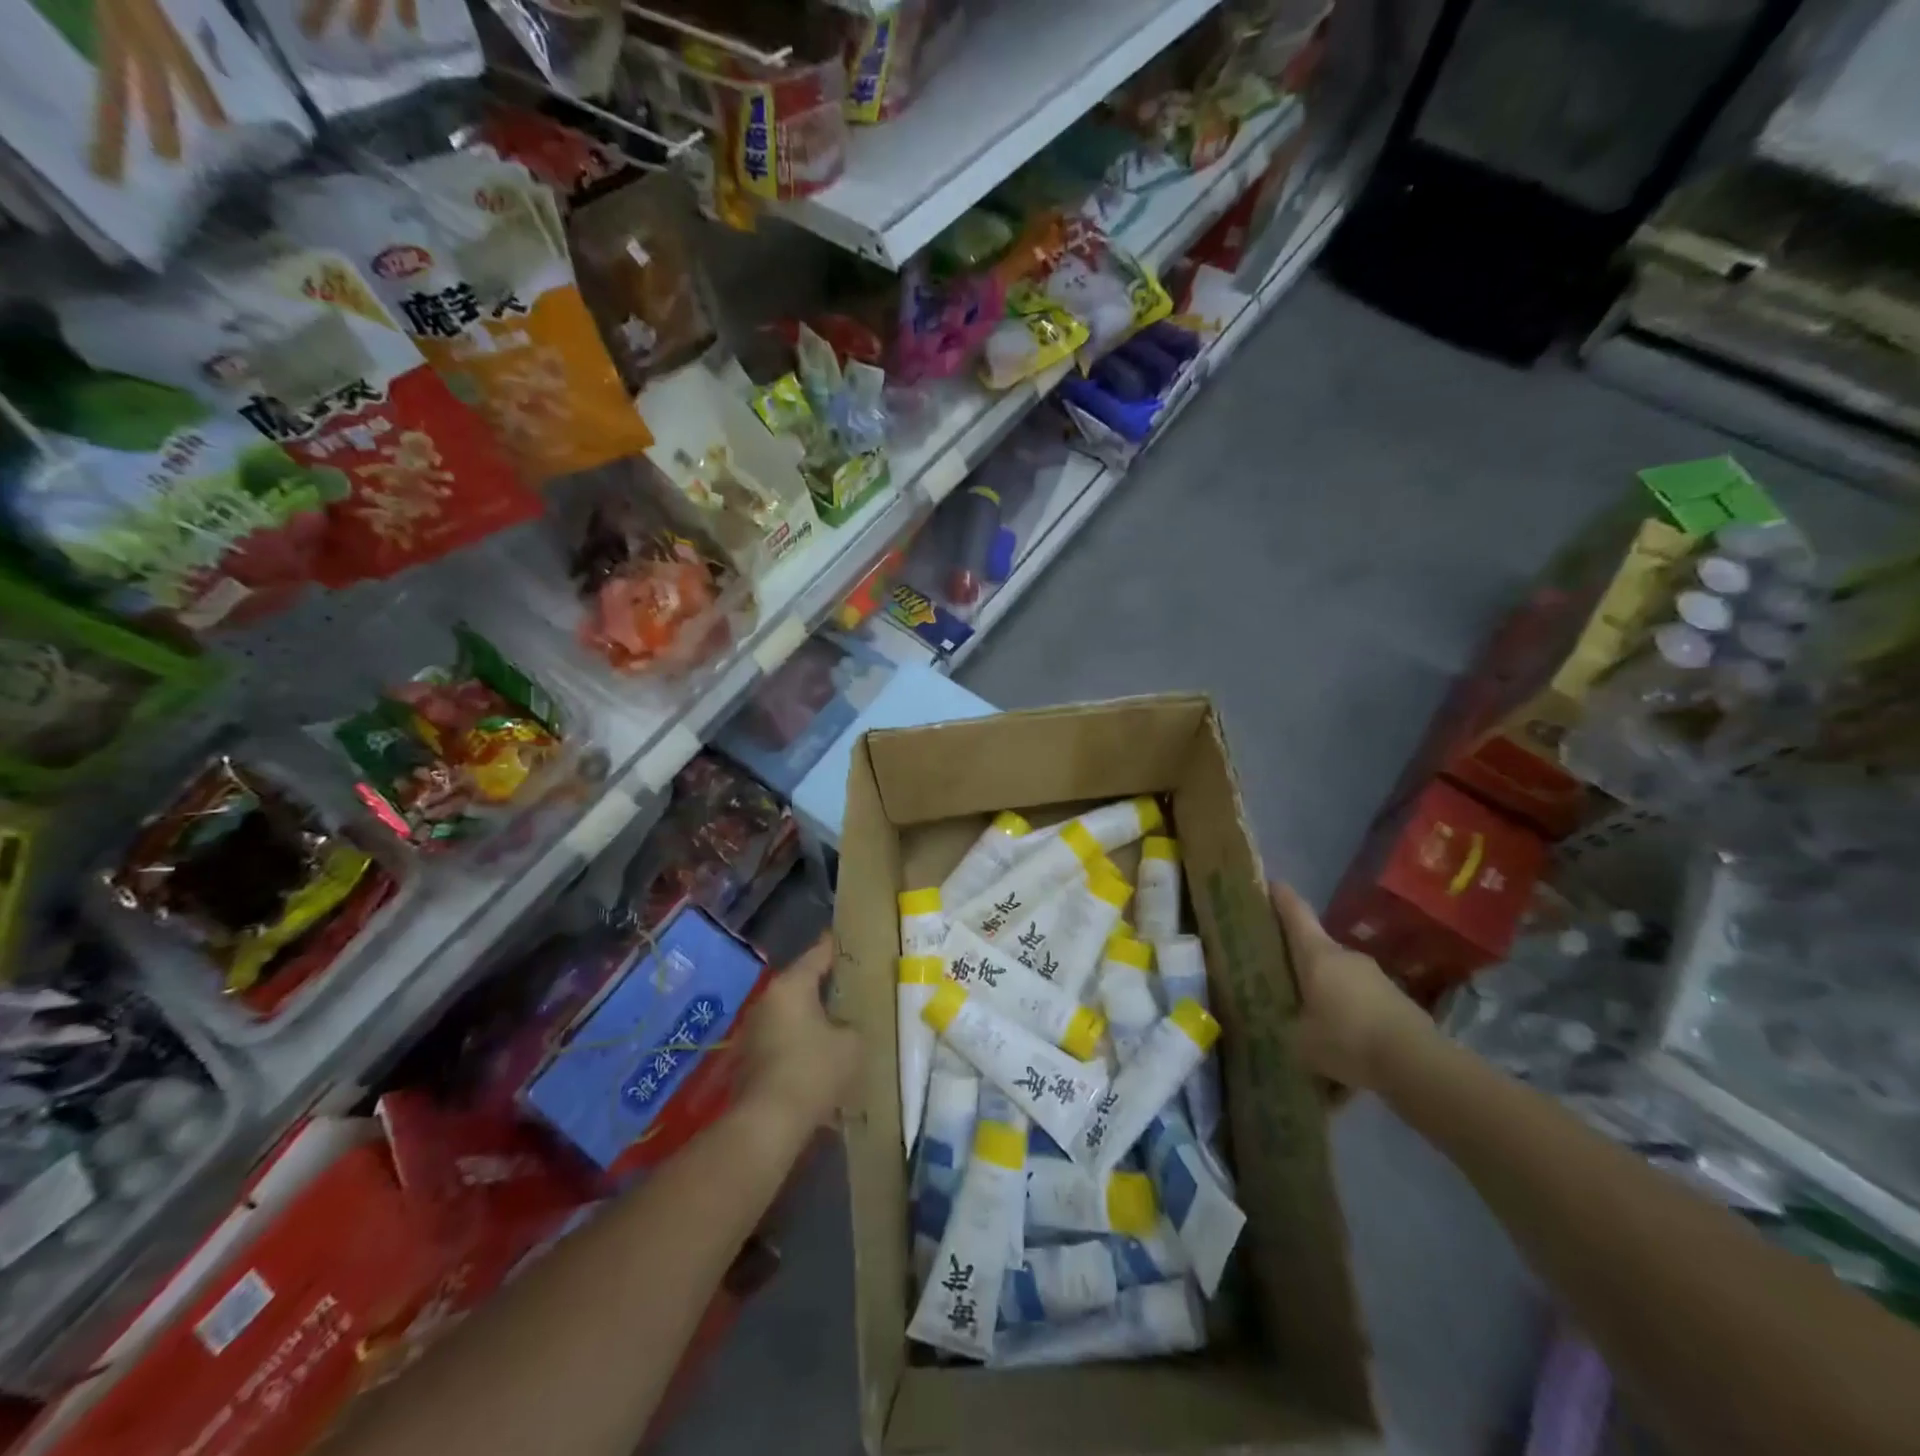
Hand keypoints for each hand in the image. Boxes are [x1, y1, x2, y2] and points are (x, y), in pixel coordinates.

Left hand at [736, 935, 860, 1137]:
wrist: (767, 1124)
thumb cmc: (813, 1071)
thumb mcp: (852, 1044)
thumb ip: (854, 1025)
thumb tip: (848, 1026)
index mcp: (792, 985)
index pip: (819, 953)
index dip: (838, 947)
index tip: (854, 941)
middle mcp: (768, 999)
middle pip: (803, 982)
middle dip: (827, 985)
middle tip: (855, 986)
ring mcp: (754, 1029)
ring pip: (792, 1012)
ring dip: (813, 1016)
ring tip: (841, 1022)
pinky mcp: (750, 1057)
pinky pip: (783, 1037)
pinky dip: (801, 1040)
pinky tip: (821, 1054)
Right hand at [1271, 882, 1435, 1090]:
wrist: (1417, 1064)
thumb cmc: (1346, 1039)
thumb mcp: (1300, 1041)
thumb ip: (1286, 1026)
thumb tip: (1282, 1022)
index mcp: (1317, 954)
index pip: (1295, 913)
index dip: (1281, 897)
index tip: (1271, 884)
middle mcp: (1346, 956)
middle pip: (1317, 948)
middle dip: (1300, 960)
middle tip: (1282, 976)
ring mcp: (1376, 977)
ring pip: (1340, 978)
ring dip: (1327, 992)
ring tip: (1313, 1022)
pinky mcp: (1397, 1001)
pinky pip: (1362, 1003)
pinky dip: (1350, 1017)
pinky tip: (1345, 1048)